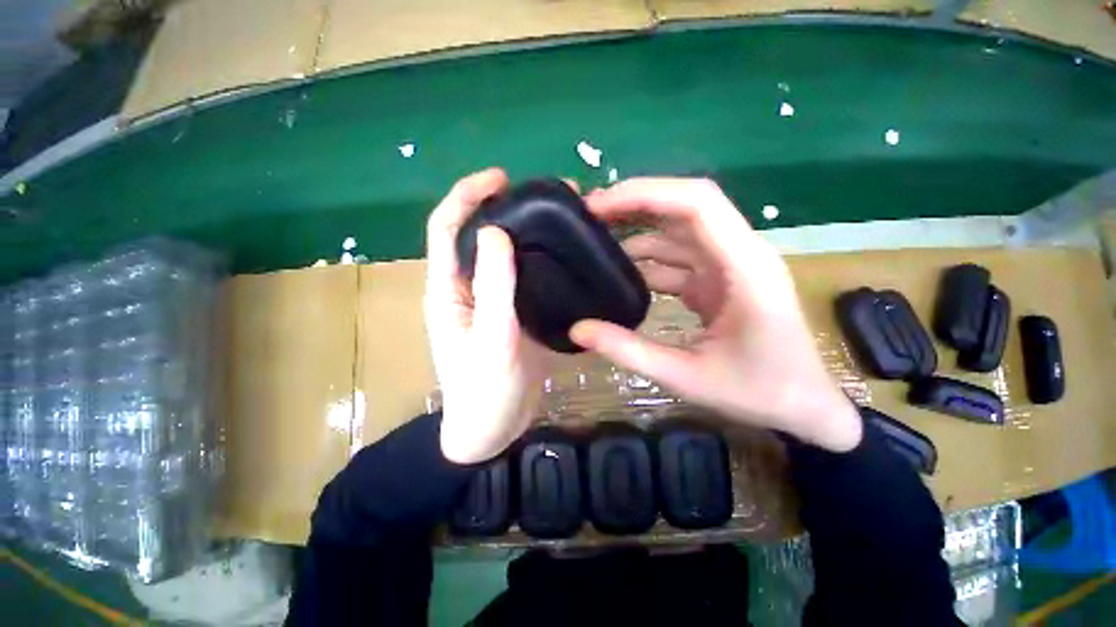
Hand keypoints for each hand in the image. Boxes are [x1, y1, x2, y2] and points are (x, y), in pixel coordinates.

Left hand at [424, 168, 550, 463]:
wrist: (493, 429)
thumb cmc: (485, 391)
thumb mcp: (492, 340)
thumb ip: (493, 288)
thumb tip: (495, 232)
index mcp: (449, 290)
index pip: (447, 227)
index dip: (468, 195)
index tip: (502, 178)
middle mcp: (466, 288)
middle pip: (478, 236)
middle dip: (504, 208)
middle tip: (547, 198)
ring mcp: (490, 301)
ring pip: (503, 256)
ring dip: (526, 234)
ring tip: (561, 221)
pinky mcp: (511, 314)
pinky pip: (522, 277)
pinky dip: (539, 260)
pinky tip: (563, 257)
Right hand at [571, 178, 861, 451]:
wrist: (803, 407)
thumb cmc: (757, 393)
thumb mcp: (686, 377)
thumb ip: (629, 351)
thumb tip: (577, 330)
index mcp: (745, 268)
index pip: (697, 204)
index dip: (645, 194)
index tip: (600, 205)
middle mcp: (740, 254)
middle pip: (685, 207)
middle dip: (635, 204)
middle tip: (589, 215)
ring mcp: (730, 266)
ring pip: (679, 232)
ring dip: (638, 232)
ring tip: (595, 242)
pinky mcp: (720, 280)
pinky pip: (679, 258)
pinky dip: (649, 260)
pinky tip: (621, 273)